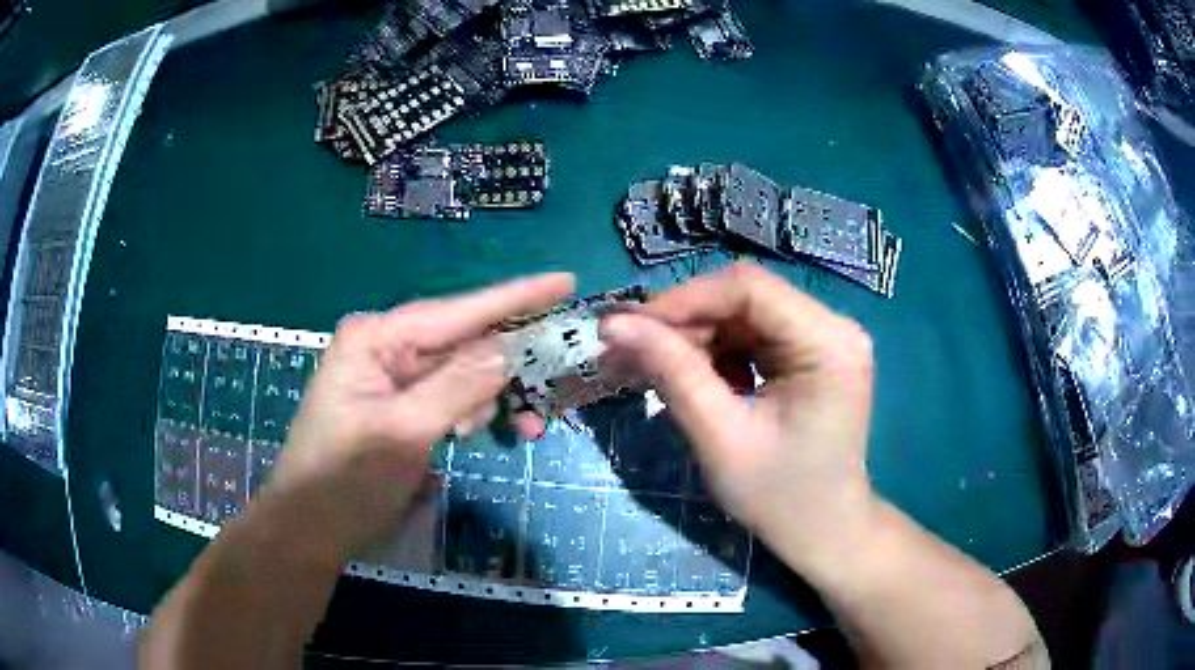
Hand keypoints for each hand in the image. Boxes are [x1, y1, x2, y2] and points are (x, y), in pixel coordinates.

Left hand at [265, 273, 574, 559]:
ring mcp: (392, 377)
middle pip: (463, 340)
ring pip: (461, 372)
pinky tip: (473, 431)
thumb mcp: (402, 434)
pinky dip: (470, 411)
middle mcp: (385, 347)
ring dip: (491, 395)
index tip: (565, 281)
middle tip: (555, 378)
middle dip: (509, 361)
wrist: (310, 529)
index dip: (515, 297)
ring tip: (518, 426)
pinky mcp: (400, 406)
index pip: (457, 311)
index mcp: (376, 338)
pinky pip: (449, 396)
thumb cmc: (344, 481)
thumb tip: (509, 349)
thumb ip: (457, 387)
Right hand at [601, 262, 876, 564]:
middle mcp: (833, 327)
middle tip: (627, 351)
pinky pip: (752, 336)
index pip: (748, 289)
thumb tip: (614, 323)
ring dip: (693, 338)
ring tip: (648, 368)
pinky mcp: (810, 354)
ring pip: (742, 315)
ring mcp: (823, 338)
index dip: (683, 299)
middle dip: (683, 322)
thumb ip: (673, 373)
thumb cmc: (779, 498)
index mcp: (827, 342)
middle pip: (745, 298)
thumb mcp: (721, 438)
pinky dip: (714, 353)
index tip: (627, 327)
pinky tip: (687, 378)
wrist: (823, 531)